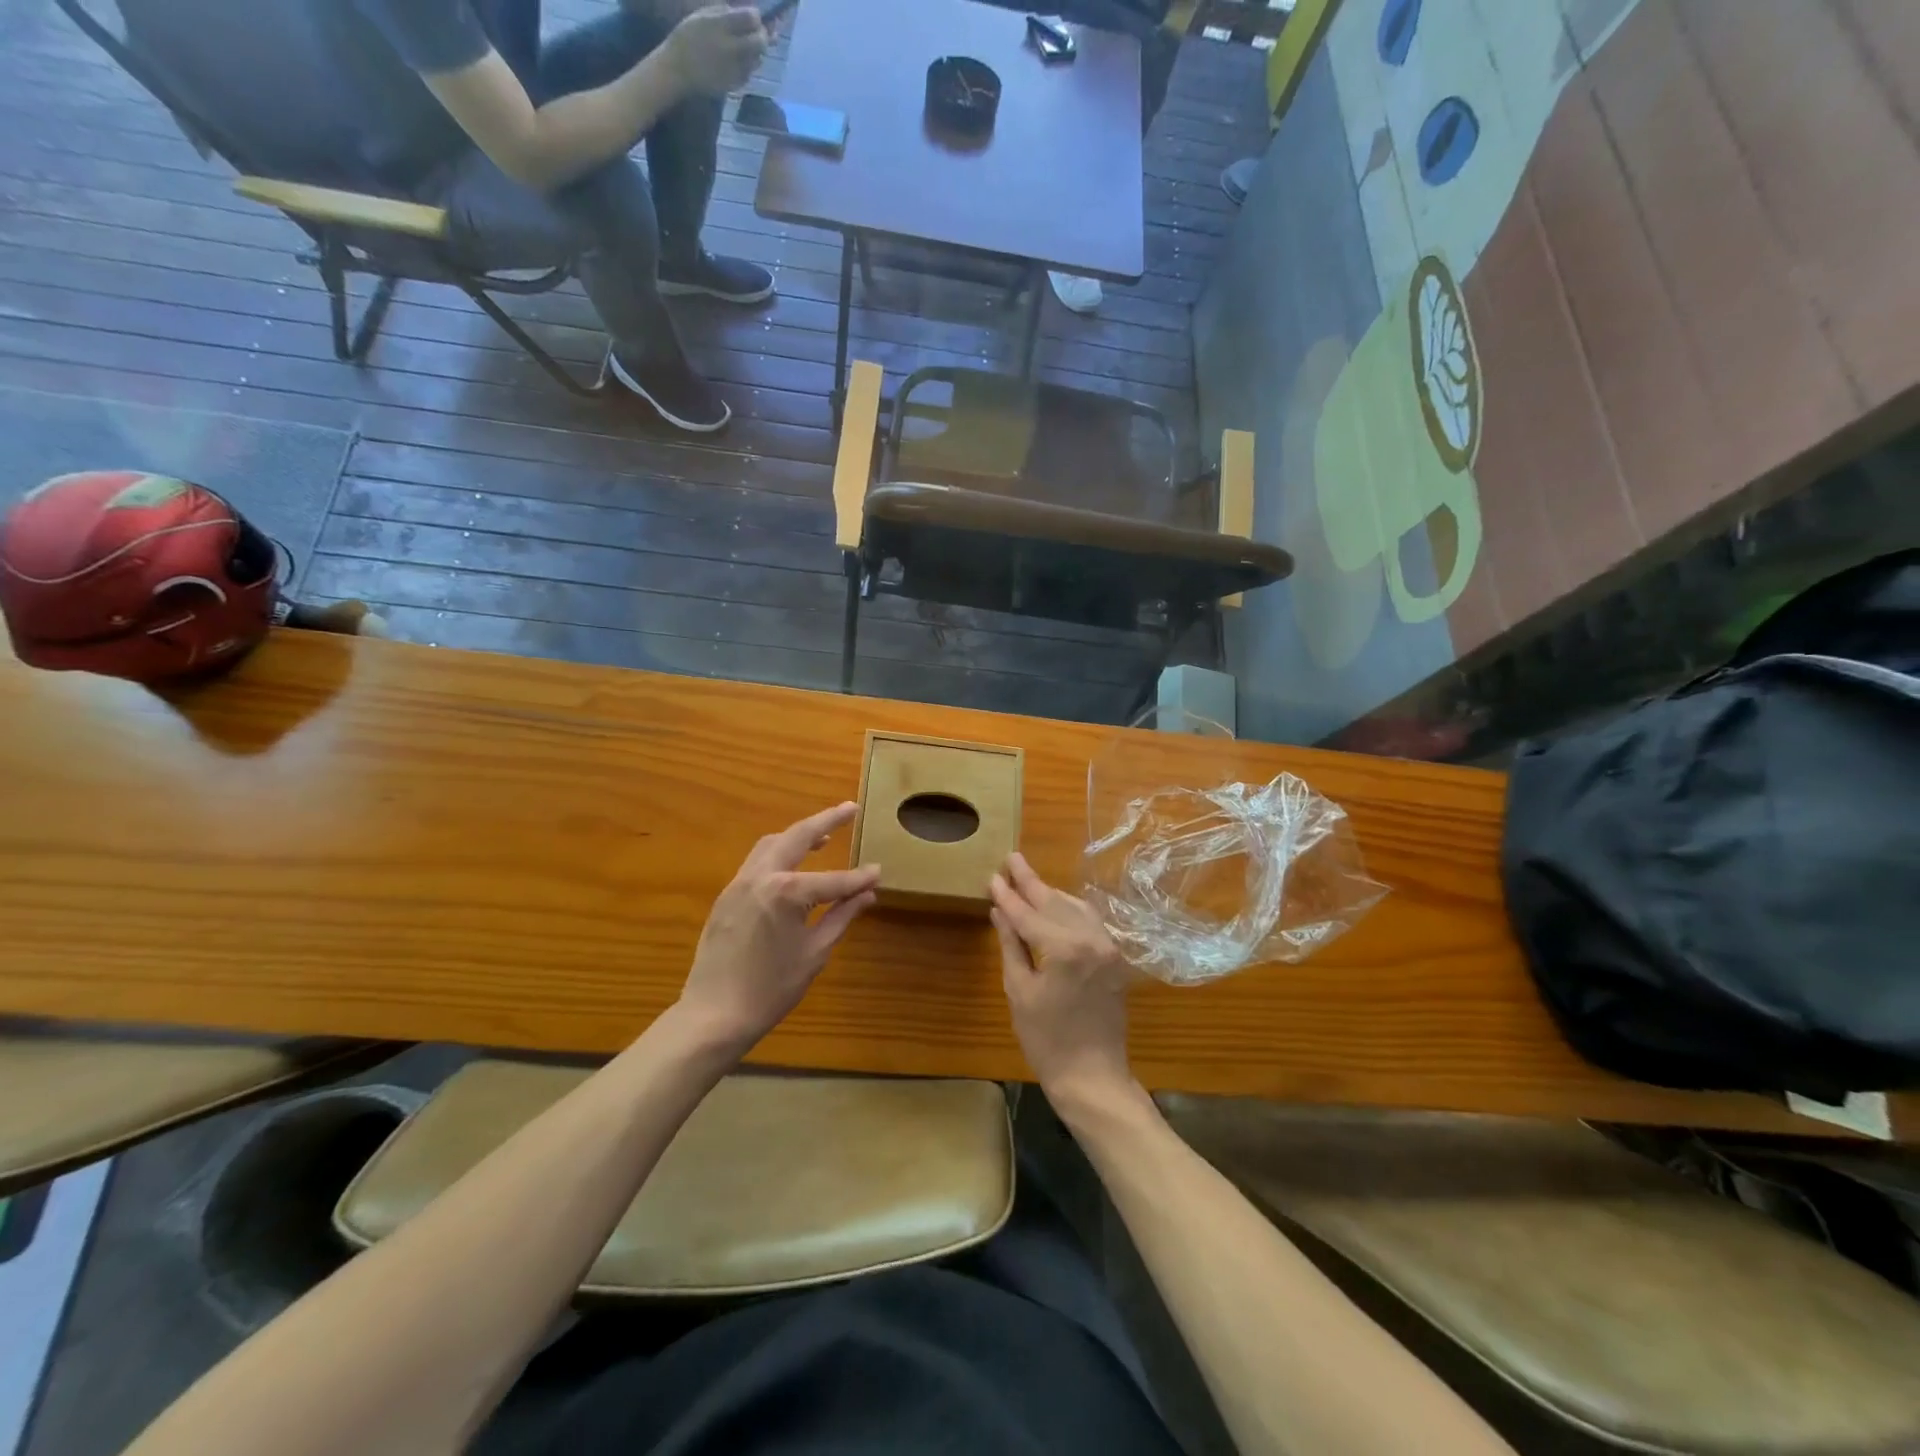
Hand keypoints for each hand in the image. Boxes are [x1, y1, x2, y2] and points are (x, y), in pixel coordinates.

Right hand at [666, 3, 767, 95]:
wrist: (679, 69)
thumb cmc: (688, 37)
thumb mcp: (703, 15)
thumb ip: (725, 12)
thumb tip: (745, 10)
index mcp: (721, 25)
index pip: (751, 18)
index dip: (756, 17)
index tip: (754, 17)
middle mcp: (732, 47)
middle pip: (760, 41)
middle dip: (762, 35)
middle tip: (758, 33)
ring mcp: (735, 68)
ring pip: (758, 58)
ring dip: (757, 51)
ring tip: (747, 47)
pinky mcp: (736, 83)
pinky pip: (750, 72)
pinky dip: (749, 65)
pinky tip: (739, 61)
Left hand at [677, 803, 879, 1052]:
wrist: (713, 1015)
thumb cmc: (771, 989)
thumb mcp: (815, 952)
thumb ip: (841, 916)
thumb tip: (867, 893)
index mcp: (786, 892)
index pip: (834, 879)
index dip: (859, 878)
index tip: (879, 871)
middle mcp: (761, 876)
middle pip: (796, 837)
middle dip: (825, 820)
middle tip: (849, 808)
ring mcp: (739, 883)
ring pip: (771, 843)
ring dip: (798, 834)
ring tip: (823, 835)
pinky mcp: (726, 895)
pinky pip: (756, 862)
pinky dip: (778, 853)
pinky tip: (793, 864)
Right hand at [990, 852, 1136, 1111]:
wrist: (1093, 1076)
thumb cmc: (1047, 1040)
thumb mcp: (1019, 991)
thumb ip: (1012, 945)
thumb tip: (1000, 911)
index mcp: (1064, 949)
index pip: (1028, 914)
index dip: (1008, 895)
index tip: (993, 876)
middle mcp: (1091, 939)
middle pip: (1054, 902)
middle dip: (1031, 881)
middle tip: (1011, 859)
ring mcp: (1107, 947)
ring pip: (1075, 907)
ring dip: (1051, 893)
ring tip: (1028, 879)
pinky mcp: (1114, 957)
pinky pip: (1090, 921)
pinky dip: (1070, 909)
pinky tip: (1056, 904)